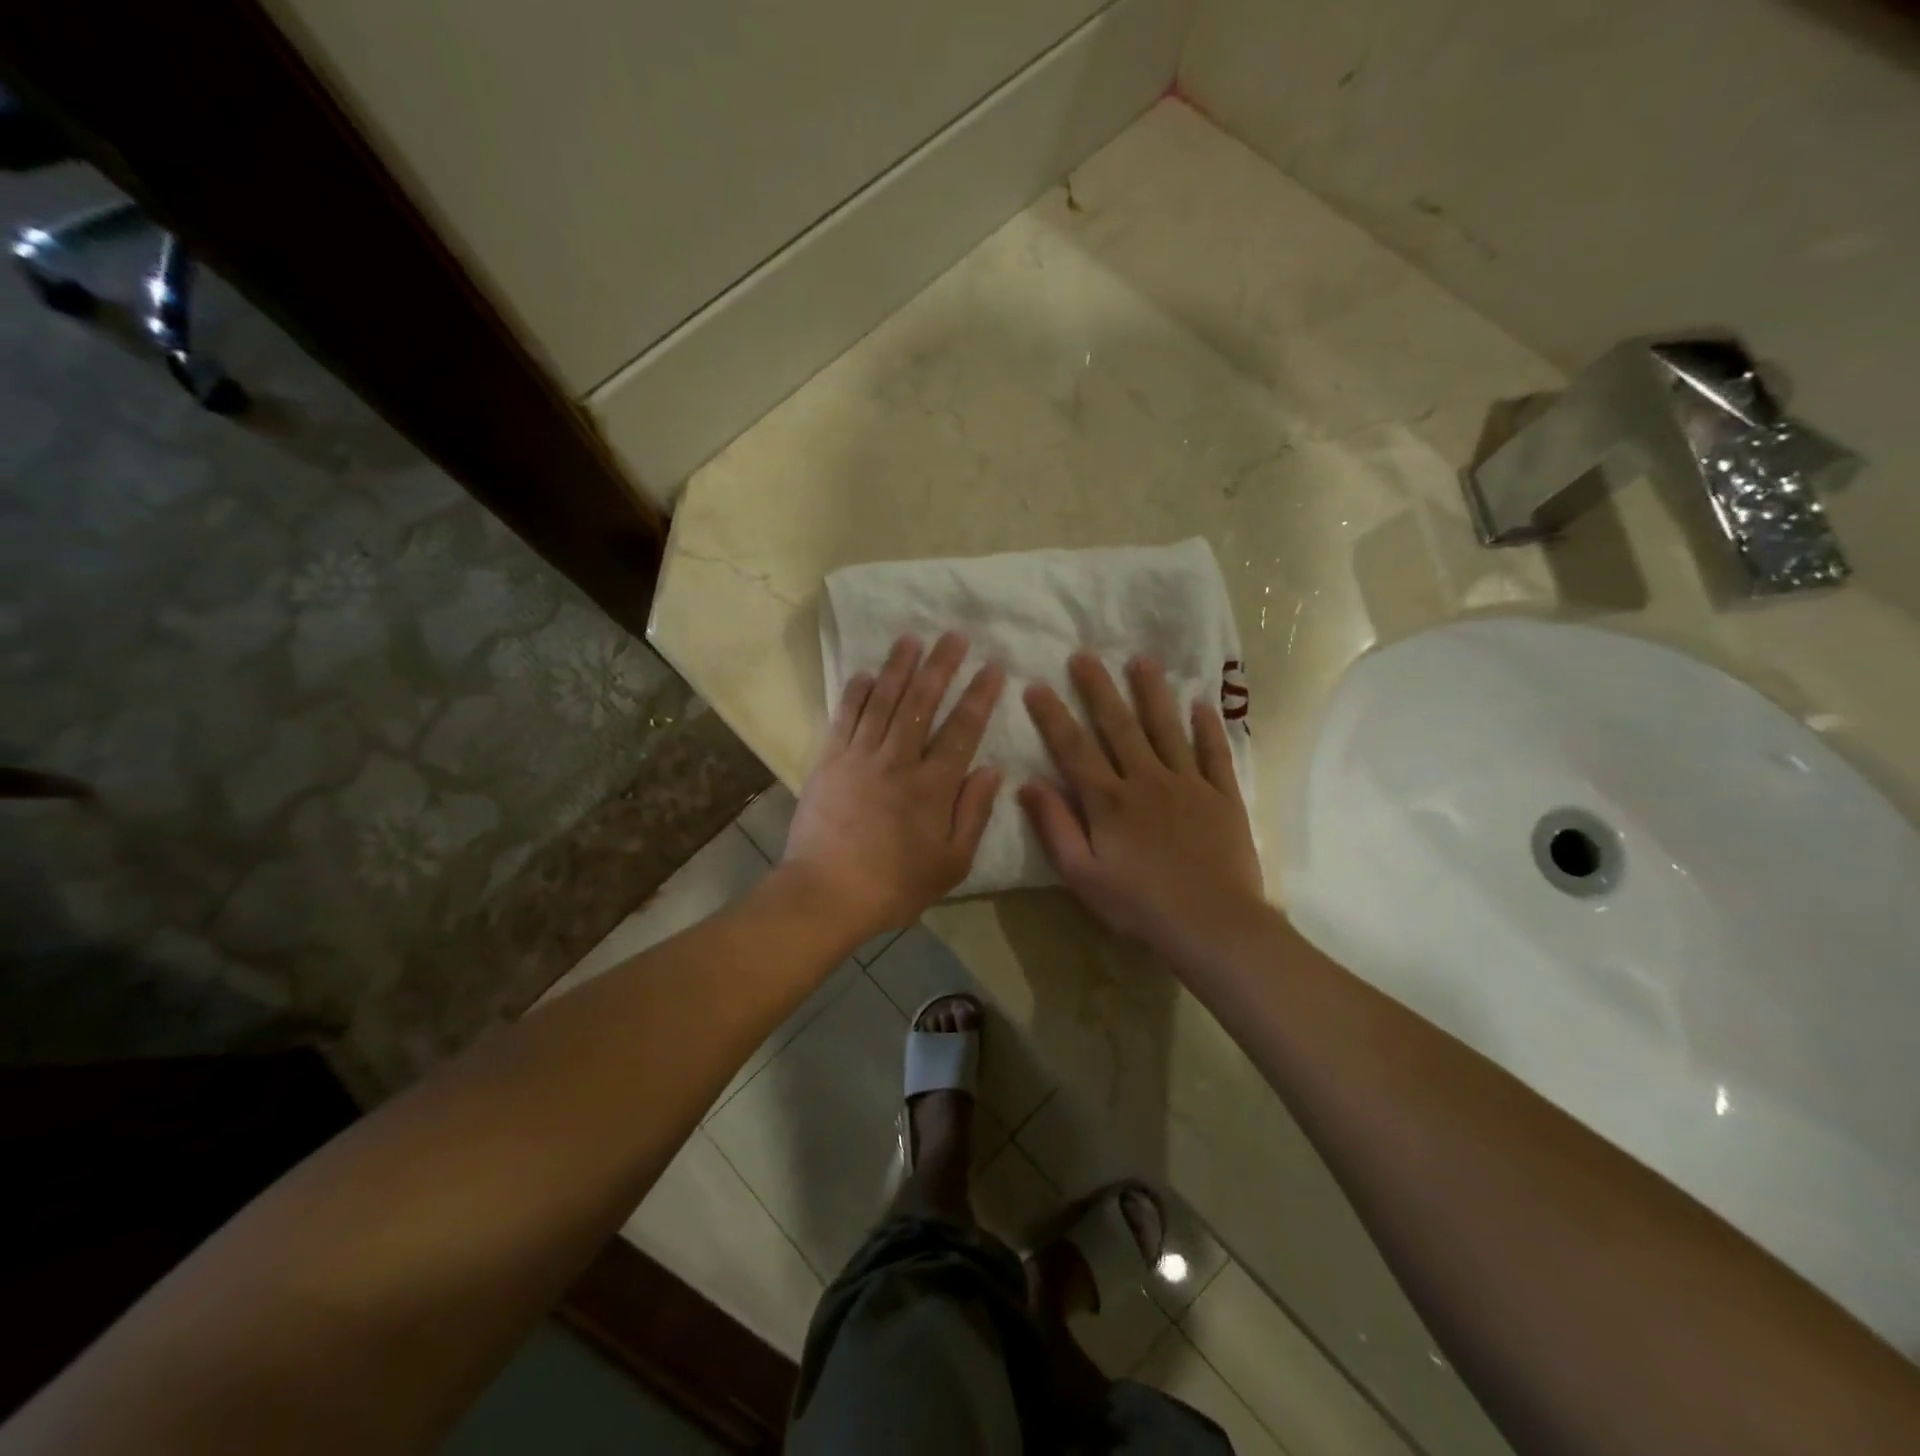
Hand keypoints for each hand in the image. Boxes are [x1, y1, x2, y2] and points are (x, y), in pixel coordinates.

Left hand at [783, 633, 1004, 944]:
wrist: (827, 893)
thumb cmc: (896, 885)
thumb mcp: (953, 862)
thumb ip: (974, 813)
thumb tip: (992, 768)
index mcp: (933, 785)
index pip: (963, 729)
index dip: (979, 695)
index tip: (992, 666)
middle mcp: (899, 760)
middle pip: (922, 702)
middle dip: (941, 665)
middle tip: (954, 635)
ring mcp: (861, 756)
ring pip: (884, 701)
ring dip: (899, 667)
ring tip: (912, 638)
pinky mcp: (830, 761)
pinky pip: (845, 717)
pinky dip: (857, 693)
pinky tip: (867, 673)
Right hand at [1019, 653, 1263, 965]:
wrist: (1213, 924)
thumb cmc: (1139, 905)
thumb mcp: (1082, 875)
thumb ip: (1055, 827)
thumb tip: (1028, 783)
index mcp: (1109, 801)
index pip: (1074, 749)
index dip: (1053, 716)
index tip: (1036, 685)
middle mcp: (1147, 780)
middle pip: (1119, 726)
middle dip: (1099, 689)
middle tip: (1085, 655)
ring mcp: (1189, 784)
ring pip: (1167, 728)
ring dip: (1153, 693)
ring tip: (1142, 660)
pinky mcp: (1223, 796)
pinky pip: (1215, 753)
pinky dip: (1208, 727)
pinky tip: (1201, 703)